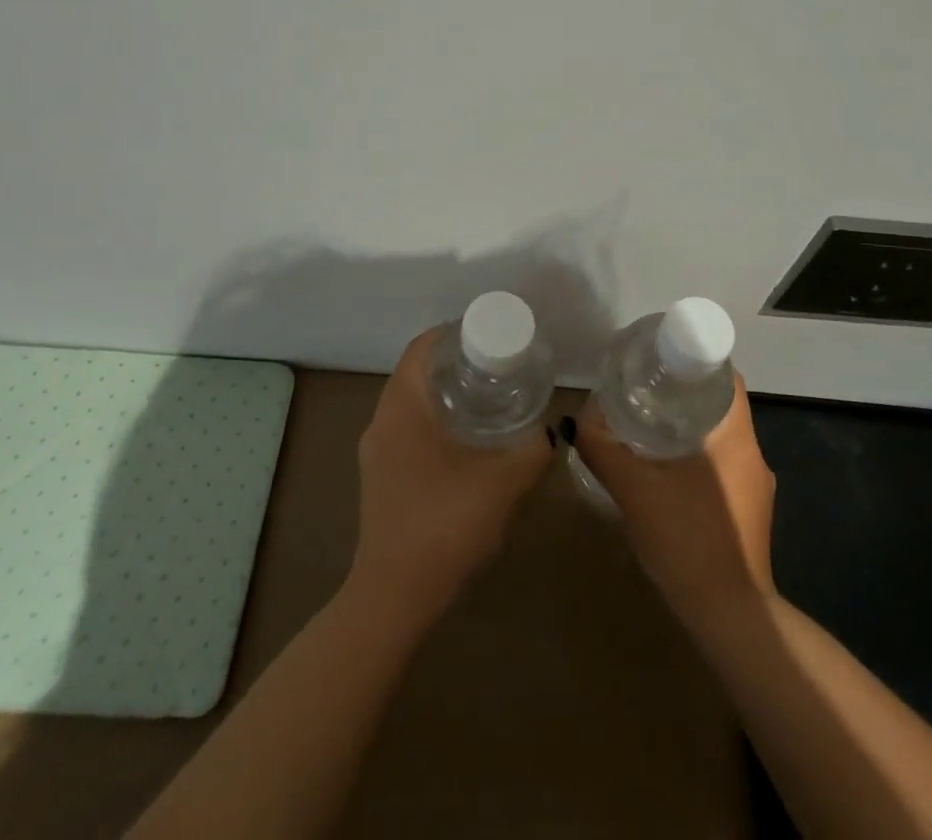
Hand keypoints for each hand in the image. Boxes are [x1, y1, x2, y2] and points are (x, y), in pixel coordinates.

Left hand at [348, 329, 553, 621]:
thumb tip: (554, 429)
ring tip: (490, 399)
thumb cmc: (444, 525)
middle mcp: (382, 421)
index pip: (422, 347)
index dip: (454, 333)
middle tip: (498, 366)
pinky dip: (437, 422)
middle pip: (417, 372)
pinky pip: (408, 431)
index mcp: (402, 406)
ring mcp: (377, 452)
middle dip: (456, 363)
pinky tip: (469, 443)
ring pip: (412, 404)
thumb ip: (533, 450)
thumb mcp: (503, 482)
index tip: (490, 336)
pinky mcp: (381, 478)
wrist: (395, 597)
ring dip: (446, 395)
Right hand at [572, 372, 777, 626]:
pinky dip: (696, 454)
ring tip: (647, 422)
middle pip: (719, 403)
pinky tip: (665, 468)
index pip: (724, 375)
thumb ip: (604, 450)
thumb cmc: (688, 541)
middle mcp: (752, 453)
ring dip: (688, 425)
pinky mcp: (750, 511)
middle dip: (682, 391)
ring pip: (720, 435)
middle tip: (643, 388)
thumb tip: (579, 421)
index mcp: (735, 436)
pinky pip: (722, 464)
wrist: (730, 618)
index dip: (693, 359)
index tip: (659, 359)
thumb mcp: (634, 491)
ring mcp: (755, 485)